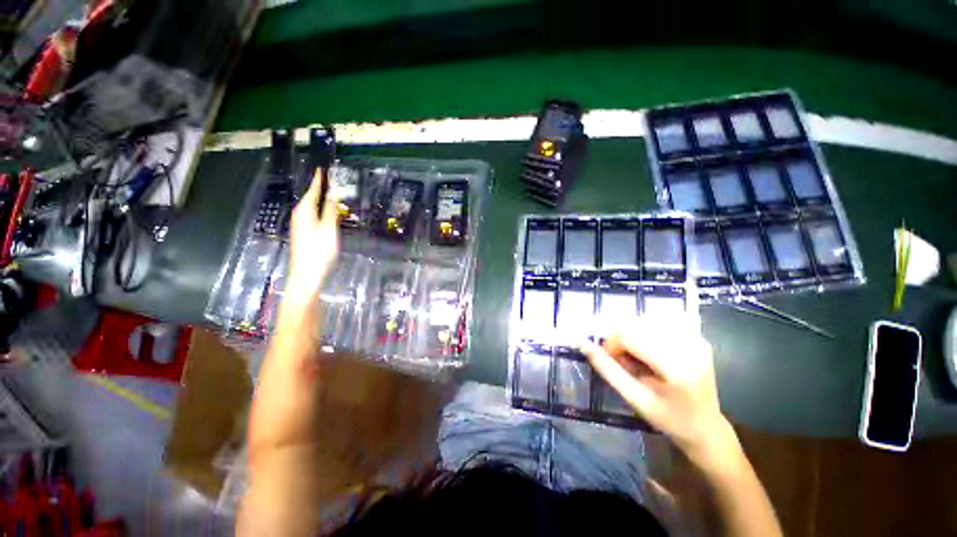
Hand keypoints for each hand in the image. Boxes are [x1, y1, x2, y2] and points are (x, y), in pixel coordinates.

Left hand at [286, 168, 338, 301]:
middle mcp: (300, 216)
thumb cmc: (319, 252)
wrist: (306, 275)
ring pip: (310, 207)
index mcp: (305, 212)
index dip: (319, 181)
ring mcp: (300, 225)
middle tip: (329, 179)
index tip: (322, 169)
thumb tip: (333, 195)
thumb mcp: (329, 229)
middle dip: (319, 188)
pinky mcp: (303, 234)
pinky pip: (311, 215)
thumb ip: (331, 211)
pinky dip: (318, 209)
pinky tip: (325, 212)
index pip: (313, 191)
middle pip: (310, 198)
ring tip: (329, 192)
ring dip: (319, 199)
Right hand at [580, 321, 734, 462]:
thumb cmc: (669, 420)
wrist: (707, 429)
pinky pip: (661, 324)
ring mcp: (697, 341)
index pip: (630, 336)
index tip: (608, 358)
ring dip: (633, 335)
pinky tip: (650, 351)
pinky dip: (647, 334)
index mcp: (676, 368)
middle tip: (623, 360)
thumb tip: (584, 345)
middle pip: (638, 325)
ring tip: (637, 357)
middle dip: (622, 339)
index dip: (611, 343)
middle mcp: (690, 348)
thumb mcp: (635, 399)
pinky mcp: (698, 338)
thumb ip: (608, 370)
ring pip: (647, 322)